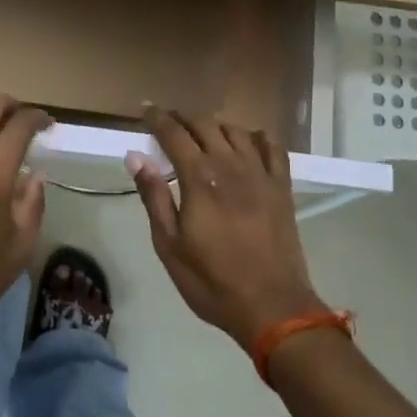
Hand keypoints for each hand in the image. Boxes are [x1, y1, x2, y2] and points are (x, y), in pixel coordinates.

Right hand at [129, 107, 326, 352]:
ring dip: (215, 124)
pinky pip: (272, 147)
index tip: (146, 109)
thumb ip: (154, 196)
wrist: (273, 307)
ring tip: (202, 130)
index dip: (158, 118)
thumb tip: (135, 156)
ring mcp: (260, 173)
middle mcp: (230, 164)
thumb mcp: (169, 245)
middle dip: (183, 117)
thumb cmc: (212, 281)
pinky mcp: (281, 187)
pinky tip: (248, 141)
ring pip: (236, 130)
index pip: (174, 133)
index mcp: (200, 177)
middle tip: (168, 120)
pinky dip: (256, 137)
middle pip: (205, 124)